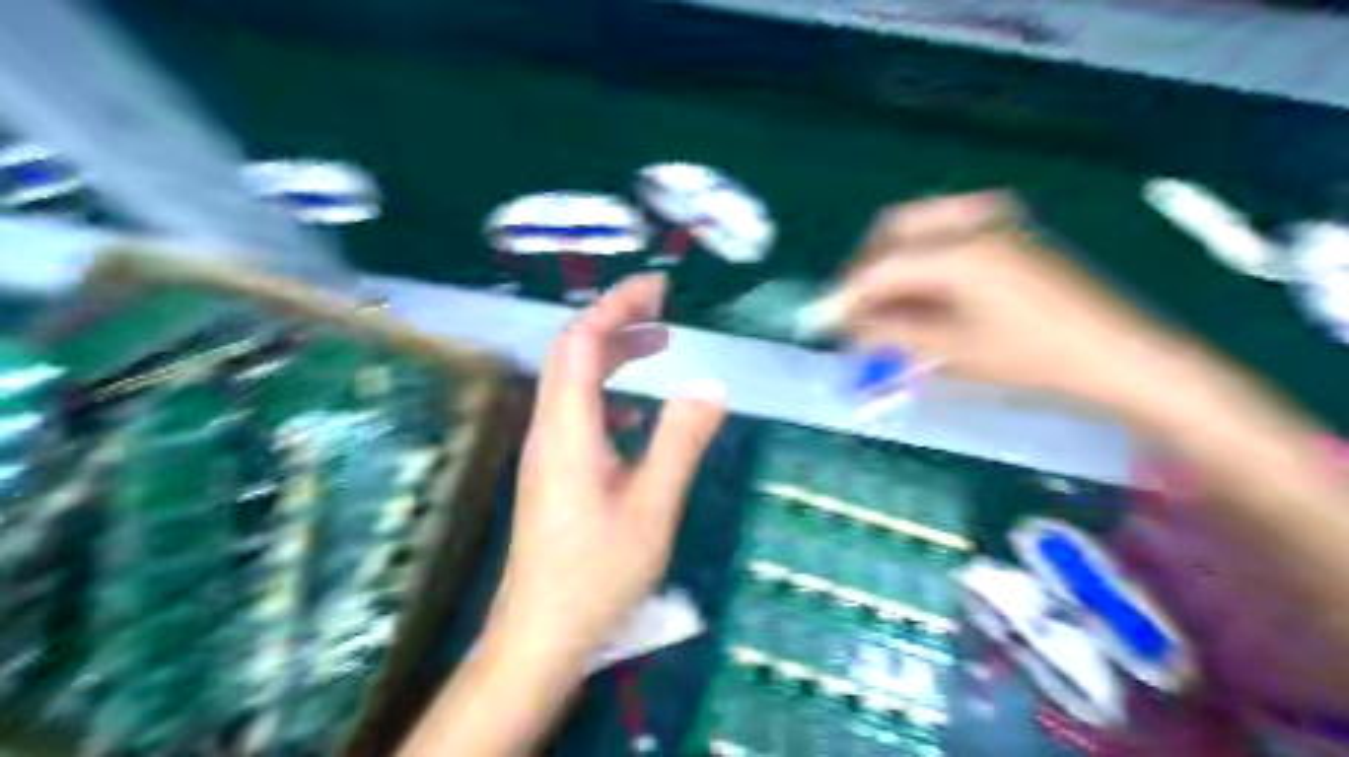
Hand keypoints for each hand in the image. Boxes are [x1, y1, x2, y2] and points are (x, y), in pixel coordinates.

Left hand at [491, 271, 726, 666]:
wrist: (540, 633)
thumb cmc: (597, 574)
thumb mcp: (653, 505)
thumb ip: (681, 440)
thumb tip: (710, 384)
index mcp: (568, 427)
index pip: (581, 340)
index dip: (617, 305)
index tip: (658, 287)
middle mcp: (548, 428)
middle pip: (572, 352)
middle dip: (616, 321)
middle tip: (664, 311)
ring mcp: (546, 450)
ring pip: (573, 381)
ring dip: (612, 355)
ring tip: (658, 347)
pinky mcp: (552, 471)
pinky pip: (577, 411)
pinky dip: (608, 393)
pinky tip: (638, 413)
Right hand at [804, 193, 1177, 406]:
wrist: (1118, 356)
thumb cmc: (1035, 360)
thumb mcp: (954, 353)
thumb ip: (893, 335)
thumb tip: (849, 328)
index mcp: (961, 252)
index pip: (880, 268)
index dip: (843, 296)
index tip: (817, 321)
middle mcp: (973, 221)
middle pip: (892, 232)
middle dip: (865, 271)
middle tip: (851, 313)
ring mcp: (995, 220)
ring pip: (917, 227)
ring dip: (890, 263)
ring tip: (882, 307)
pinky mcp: (1008, 231)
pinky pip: (944, 231)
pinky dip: (919, 258)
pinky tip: (918, 292)